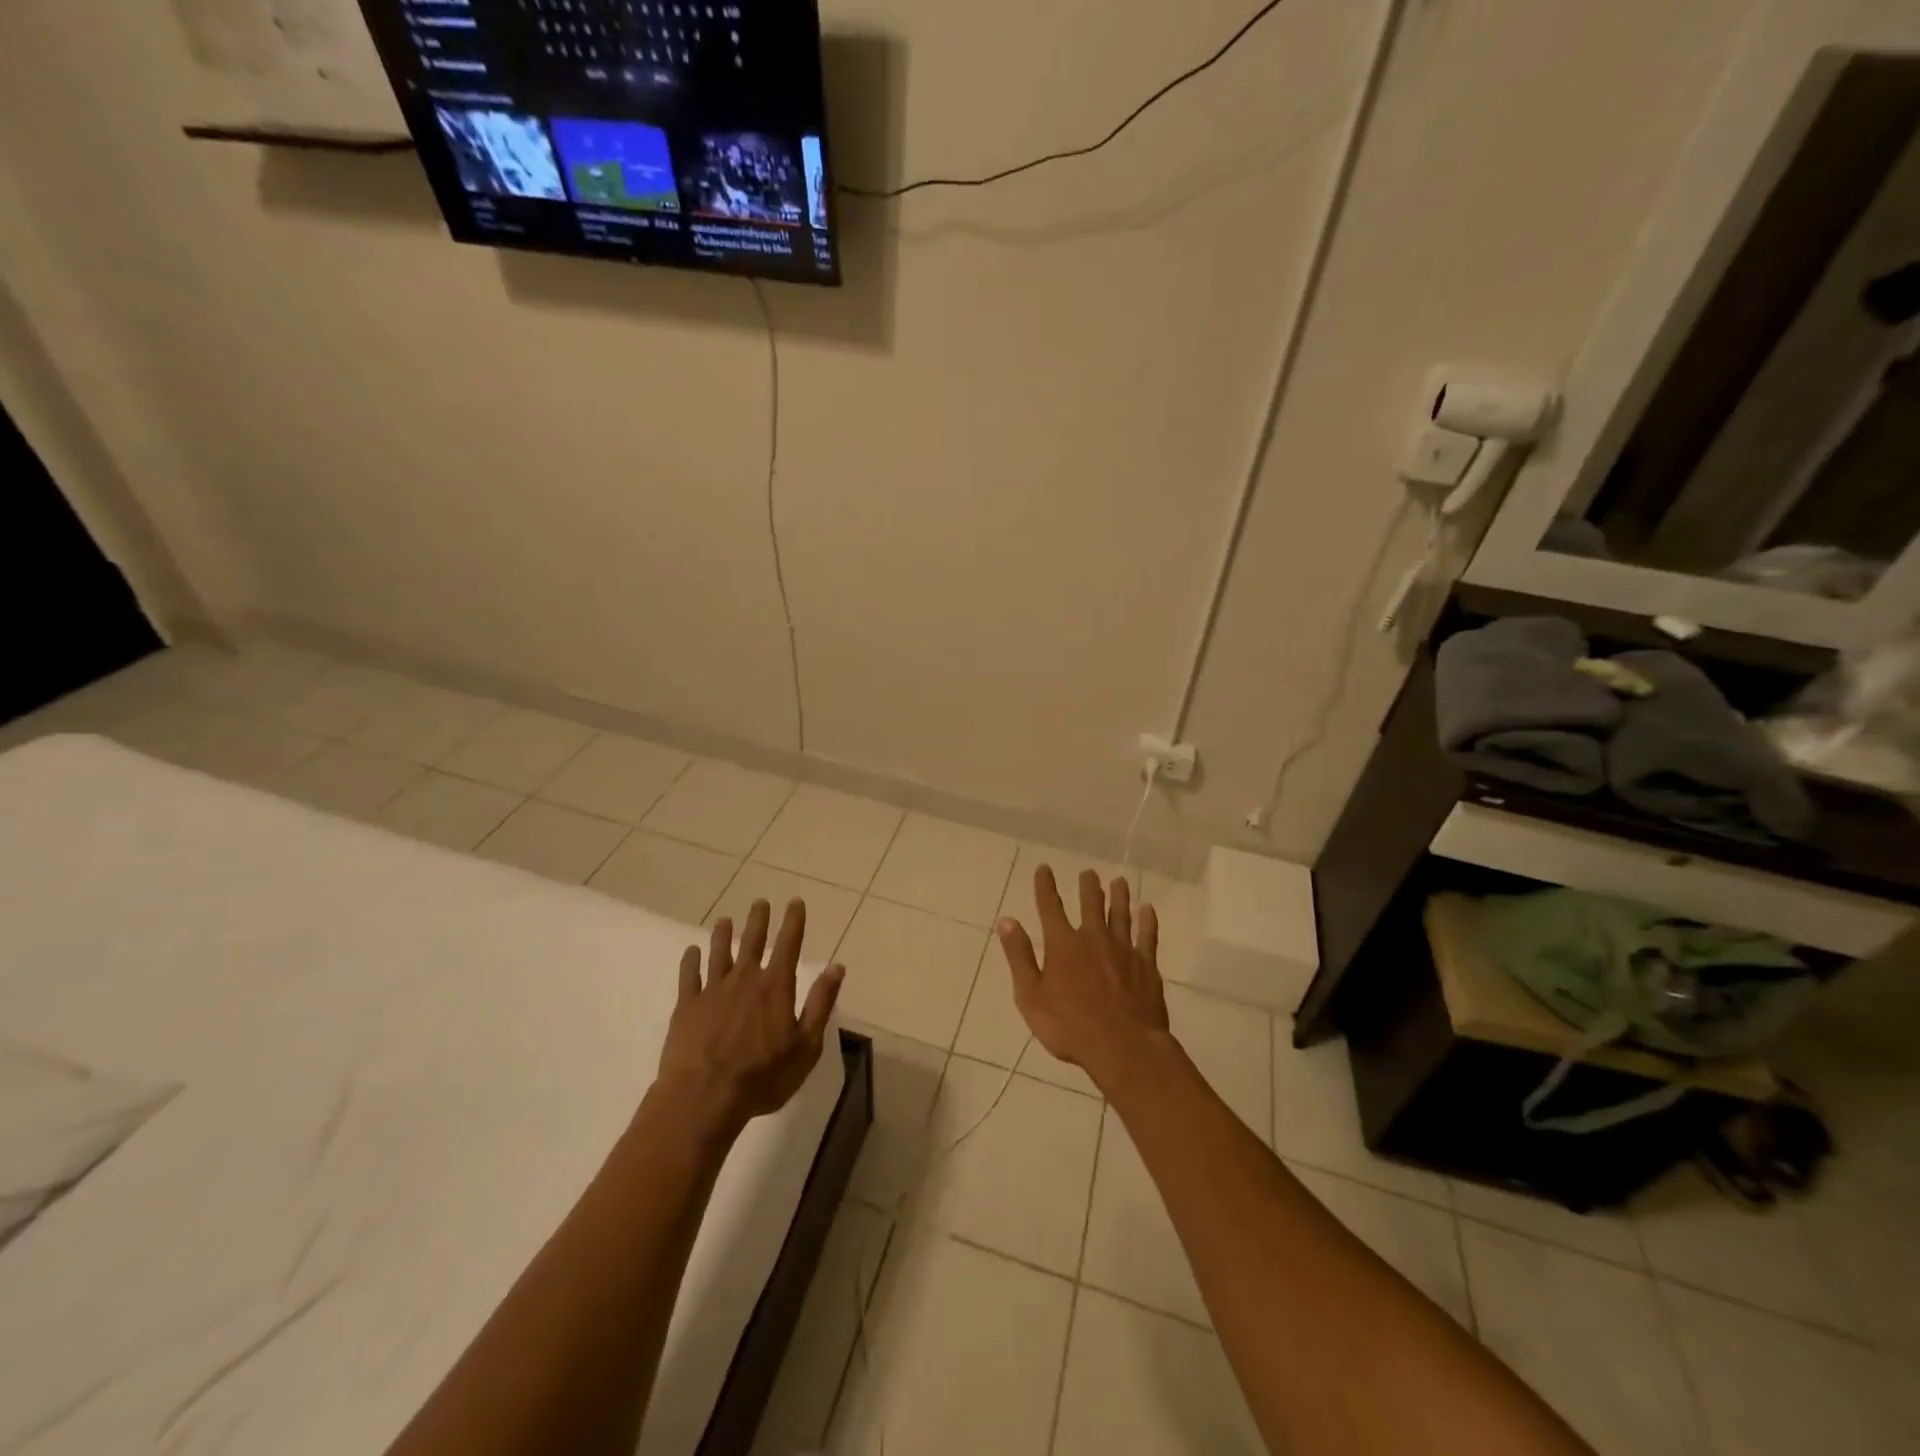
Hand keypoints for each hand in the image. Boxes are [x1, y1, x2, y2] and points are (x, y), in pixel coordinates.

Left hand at [658, 898, 844, 1135]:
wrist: (703, 1097)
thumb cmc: (762, 1077)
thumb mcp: (806, 1046)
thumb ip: (820, 1004)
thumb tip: (836, 967)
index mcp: (776, 987)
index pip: (788, 945)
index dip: (793, 922)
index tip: (795, 902)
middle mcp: (745, 980)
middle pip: (752, 942)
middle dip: (758, 920)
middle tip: (760, 902)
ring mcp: (713, 991)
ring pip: (719, 953)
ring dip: (723, 934)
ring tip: (724, 920)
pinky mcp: (687, 1007)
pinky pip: (689, 976)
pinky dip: (691, 961)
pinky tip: (691, 951)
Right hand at [996, 866, 1172, 1089]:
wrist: (1123, 1047)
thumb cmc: (1069, 1026)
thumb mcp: (1031, 996)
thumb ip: (1019, 957)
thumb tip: (1007, 921)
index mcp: (1063, 944)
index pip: (1050, 907)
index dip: (1046, 886)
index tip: (1044, 868)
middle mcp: (1093, 938)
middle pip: (1091, 904)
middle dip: (1088, 886)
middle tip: (1089, 873)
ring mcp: (1123, 949)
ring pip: (1121, 914)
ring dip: (1119, 896)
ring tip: (1119, 881)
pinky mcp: (1146, 965)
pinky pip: (1147, 936)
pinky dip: (1147, 921)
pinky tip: (1148, 910)